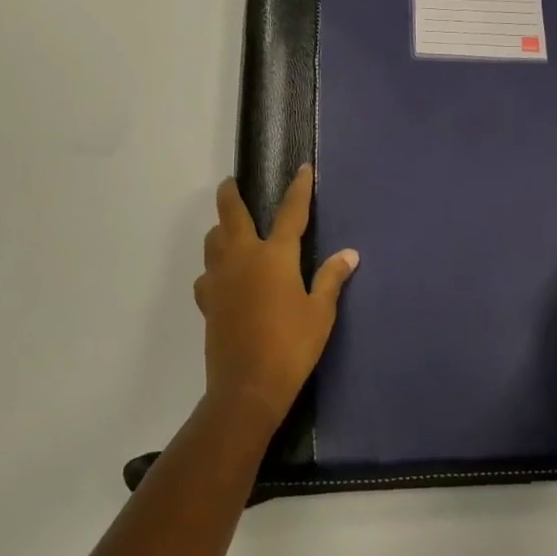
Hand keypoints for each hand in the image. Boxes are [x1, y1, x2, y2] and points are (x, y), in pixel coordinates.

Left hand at [194, 166, 359, 430]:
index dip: (298, 189)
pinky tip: (223, 277)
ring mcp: (220, 279)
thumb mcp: (320, 312)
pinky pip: (207, 273)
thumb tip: (349, 254)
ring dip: (221, 228)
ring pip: (213, 240)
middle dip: (231, 194)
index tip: (302, 169)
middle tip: (232, 184)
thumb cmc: (291, 345)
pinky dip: (214, 267)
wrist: (247, 387)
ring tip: (231, 229)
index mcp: (275, 256)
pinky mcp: (208, 302)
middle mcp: (243, 258)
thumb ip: (331, 278)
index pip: (290, 212)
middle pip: (231, 214)